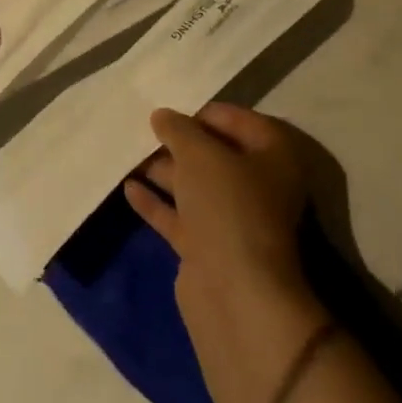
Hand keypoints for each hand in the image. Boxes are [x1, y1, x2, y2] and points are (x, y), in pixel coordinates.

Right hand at [126, 105, 338, 402]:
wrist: (234, 292)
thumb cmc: (227, 206)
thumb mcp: (200, 154)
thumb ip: (178, 129)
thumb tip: (162, 116)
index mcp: (273, 156)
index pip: (239, 120)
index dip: (203, 112)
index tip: (170, 109)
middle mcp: (258, 186)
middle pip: (215, 154)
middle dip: (180, 142)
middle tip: (144, 130)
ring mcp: (233, 220)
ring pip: (194, 186)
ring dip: (163, 170)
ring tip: (128, 154)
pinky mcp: (209, 248)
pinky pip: (179, 216)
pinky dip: (156, 202)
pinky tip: (128, 188)